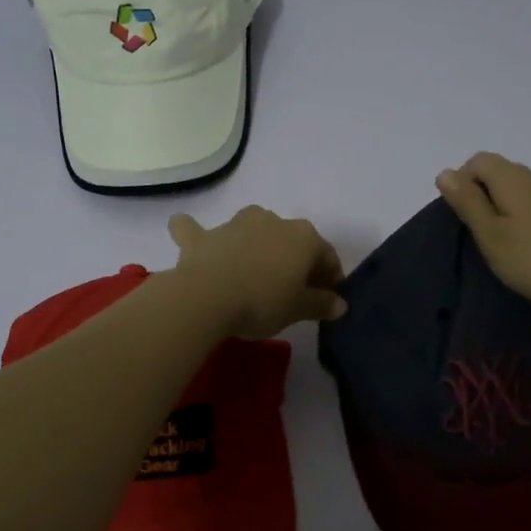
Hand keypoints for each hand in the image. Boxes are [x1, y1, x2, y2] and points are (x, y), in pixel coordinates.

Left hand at [166, 207, 346, 339]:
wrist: (208, 297)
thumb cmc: (262, 303)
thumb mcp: (298, 309)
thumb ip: (321, 304)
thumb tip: (340, 304)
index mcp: (303, 237)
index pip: (326, 255)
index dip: (330, 278)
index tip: (327, 299)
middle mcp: (272, 221)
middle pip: (291, 240)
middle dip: (295, 261)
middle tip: (292, 290)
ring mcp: (236, 224)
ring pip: (251, 228)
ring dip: (254, 243)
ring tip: (253, 270)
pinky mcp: (203, 236)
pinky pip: (197, 230)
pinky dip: (195, 232)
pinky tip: (190, 235)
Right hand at [436, 152, 530, 320]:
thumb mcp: (491, 234)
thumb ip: (467, 202)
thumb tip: (445, 172)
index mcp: (513, 179)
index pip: (478, 160)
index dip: (462, 181)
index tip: (461, 216)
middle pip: (499, 170)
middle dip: (480, 193)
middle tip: (477, 232)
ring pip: (518, 188)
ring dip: (501, 206)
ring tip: (498, 240)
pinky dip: (521, 215)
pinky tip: (525, 244)